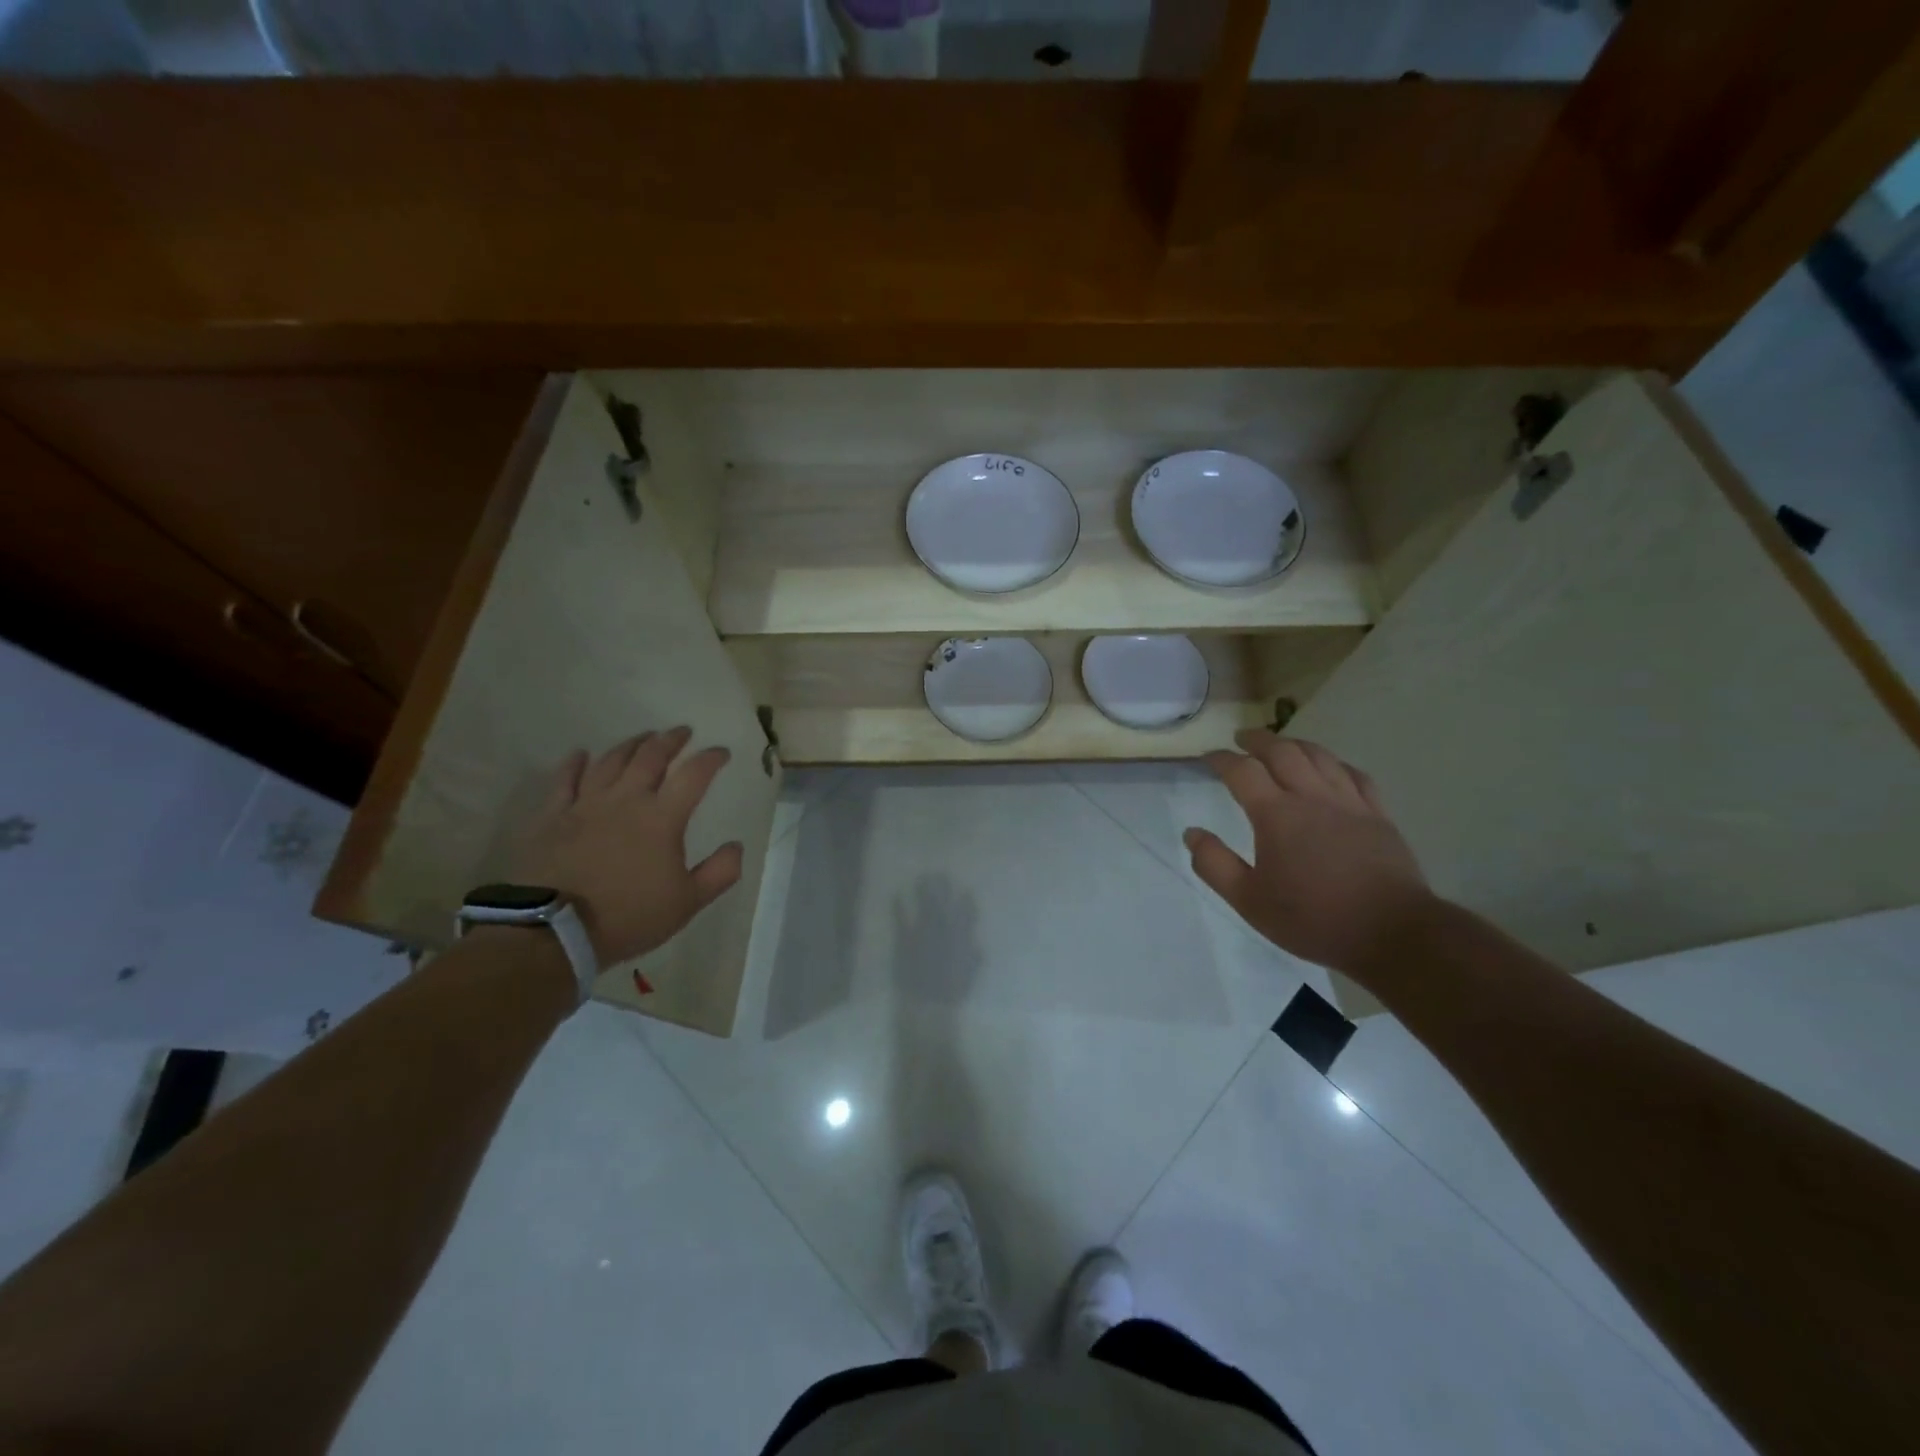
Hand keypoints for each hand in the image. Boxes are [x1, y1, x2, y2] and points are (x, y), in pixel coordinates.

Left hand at [509, 727, 743, 965]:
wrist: (553, 930)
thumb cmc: (628, 916)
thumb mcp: (687, 903)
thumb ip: (719, 872)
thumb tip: (736, 846)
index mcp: (662, 817)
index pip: (694, 775)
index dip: (711, 759)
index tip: (721, 752)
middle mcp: (626, 799)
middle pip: (651, 756)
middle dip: (670, 740)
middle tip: (682, 732)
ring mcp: (585, 804)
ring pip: (610, 761)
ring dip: (631, 744)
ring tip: (643, 737)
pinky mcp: (552, 816)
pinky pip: (564, 780)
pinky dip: (574, 763)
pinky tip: (580, 754)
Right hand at [1186, 730, 1433, 977]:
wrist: (1391, 933)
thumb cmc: (1312, 918)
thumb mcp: (1249, 901)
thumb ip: (1215, 864)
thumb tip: (1192, 833)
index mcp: (1276, 815)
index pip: (1242, 771)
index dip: (1221, 759)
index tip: (1208, 757)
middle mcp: (1311, 797)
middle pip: (1282, 751)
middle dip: (1257, 740)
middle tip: (1241, 739)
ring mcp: (1349, 803)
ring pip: (1319, 756)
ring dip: (1294, 744)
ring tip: (1281, 745)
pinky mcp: (1377, 815)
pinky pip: (1355, 775)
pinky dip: (1335, 764)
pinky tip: (1331, 769)